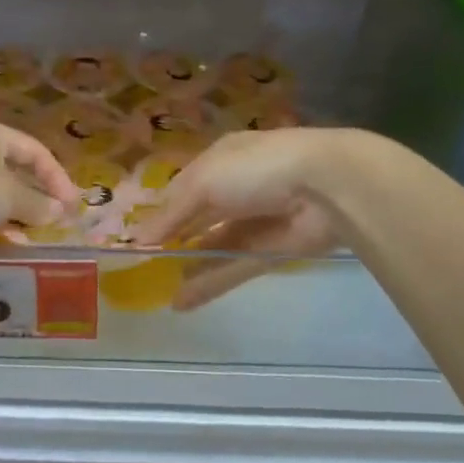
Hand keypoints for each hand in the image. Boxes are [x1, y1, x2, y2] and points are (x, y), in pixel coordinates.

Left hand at [0, 122, 78, 246]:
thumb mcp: (8, 193)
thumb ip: (37, 204)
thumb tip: (59, 211)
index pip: (36, 153)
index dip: (57, 177)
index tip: (73, 206)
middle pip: (15, 178)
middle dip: (36, 202)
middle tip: (55, 229)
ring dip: (13, 222)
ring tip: (33, 245)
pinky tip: (3, 251)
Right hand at [133, 129, 349, 310]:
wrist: (326, 187)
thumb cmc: (256, 169)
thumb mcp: (205, 181)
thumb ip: (172, 213)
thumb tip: (140, 241)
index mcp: (220, 160)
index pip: (182, 186)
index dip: (160, 211)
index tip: (137, 238)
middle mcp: (236, 188)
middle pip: (198, 217)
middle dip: (173, 239)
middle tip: (143, 267)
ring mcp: (255, 222)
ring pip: (214, 246)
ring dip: (189, 265)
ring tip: (158, 289)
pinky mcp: (271, 252)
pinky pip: (233, 269)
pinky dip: (208, 284)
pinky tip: (181, 302)